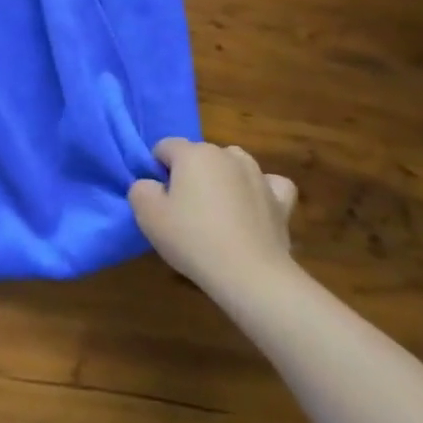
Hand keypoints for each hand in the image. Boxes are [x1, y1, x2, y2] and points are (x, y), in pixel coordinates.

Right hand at [129, 139, 298, 298]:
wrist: (250, 275)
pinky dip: (260, 190)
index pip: (164, 147)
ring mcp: (258, 175)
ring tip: (217, 210)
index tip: (158, 198)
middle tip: (183, 210)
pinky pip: (268, 184)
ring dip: (222, 179)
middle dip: (189, 174)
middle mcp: (227, 155)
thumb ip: (140, 188)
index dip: (157, 170)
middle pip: (198, 155)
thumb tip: (152, 185)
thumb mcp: (147, 214)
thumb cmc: (192, 239)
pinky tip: (253, 206)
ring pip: (232, 164)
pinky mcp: (282, 200)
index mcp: (193, 153)